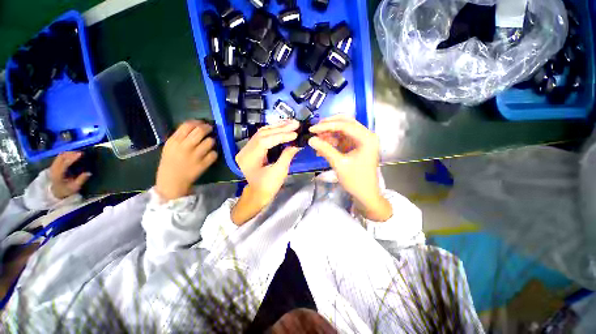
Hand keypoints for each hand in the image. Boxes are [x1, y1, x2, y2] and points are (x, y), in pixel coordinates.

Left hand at [49, 152, 91, 198]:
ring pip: (60, 155)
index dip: (72, 158)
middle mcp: (54, 168)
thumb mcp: (74, 187)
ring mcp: (53, 166)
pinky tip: (72, 155)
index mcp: (58, 174)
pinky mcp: (54, 165)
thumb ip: (81, 180)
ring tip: (77, 153)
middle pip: (61, 157)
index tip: (81, 154)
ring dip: (69, 153)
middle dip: (71, 153)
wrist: (56, 191)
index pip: (65, 163)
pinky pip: (59, 156)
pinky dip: (66, 154)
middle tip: (81, 153)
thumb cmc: (66, 189)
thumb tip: (89, 173)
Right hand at [155, 120, 217, 200]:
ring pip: (210, 142)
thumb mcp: (170, 147)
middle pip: (200, 131)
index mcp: (174, 141)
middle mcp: (185, 147)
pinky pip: (214, 154)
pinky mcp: (203, 164)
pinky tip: (210, 155)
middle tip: (211, 129)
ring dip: (212, 141)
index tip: (202, 123)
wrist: (172, 181)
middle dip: (208, 128)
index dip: (198, 122)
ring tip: (209, 144)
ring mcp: (195, 156)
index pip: (188, 125)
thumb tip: (196, 125)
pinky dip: (214, 153)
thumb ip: (180, 136)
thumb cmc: (171, 162)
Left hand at [232, 120, 300, 224]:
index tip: (295, 133)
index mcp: (249, 158)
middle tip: (295, 123)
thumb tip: (297, 143)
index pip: (265, 141)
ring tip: (291, 122)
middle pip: (263, 133)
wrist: (258, 194)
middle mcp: (245, 150)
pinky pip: (262, 136)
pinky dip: (273, 131)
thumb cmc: (268, 186)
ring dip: (277, 126)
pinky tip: (283, 127)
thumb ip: (287, 156)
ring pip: (262, 132)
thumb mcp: (279, 172)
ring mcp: (247, 148)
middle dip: (280, 128)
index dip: (281, 136)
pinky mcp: (252, 148)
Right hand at [308, 115, 391, 221]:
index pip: (345, 125)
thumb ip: (325, 150)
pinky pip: (342, 140)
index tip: (312, 129)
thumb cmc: (356, 180)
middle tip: (314, 130)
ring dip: (329, 135)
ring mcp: (361, 141)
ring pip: (342, 131)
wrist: (366, 195)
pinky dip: (331, 142)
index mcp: (367, 138)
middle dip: (329, 126)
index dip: (327, 126)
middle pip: (345, 123)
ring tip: (316, 141)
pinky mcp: (356, 147)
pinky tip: (321, 148)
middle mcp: (366, 136)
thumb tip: (310, 140)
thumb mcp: (339, 164)